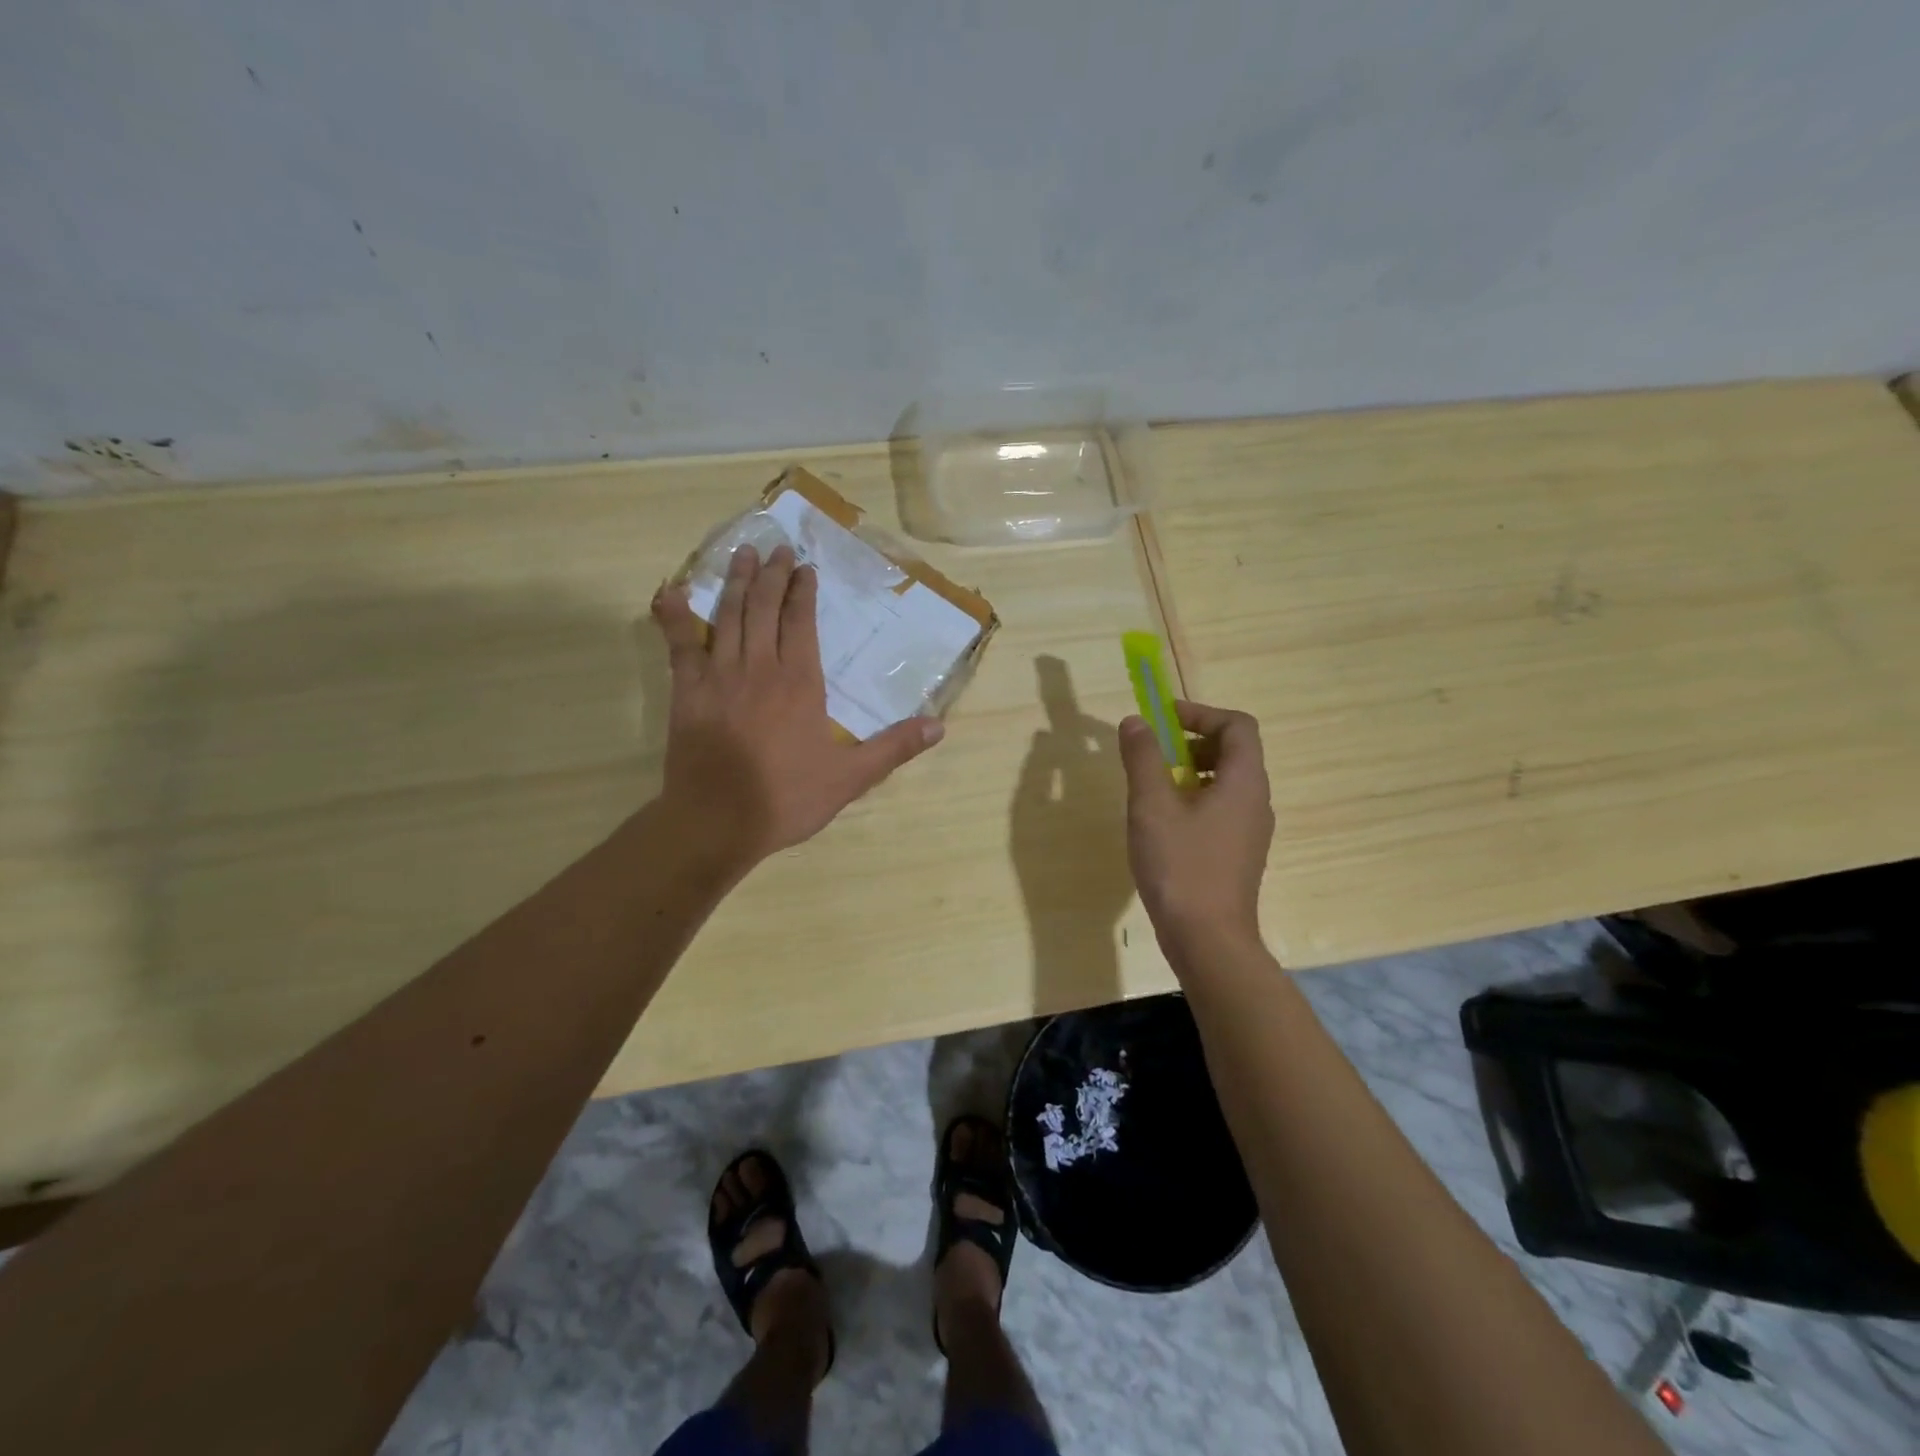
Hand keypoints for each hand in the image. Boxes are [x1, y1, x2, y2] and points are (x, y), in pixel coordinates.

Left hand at [651, 544, 944, 869]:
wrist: (718, 822)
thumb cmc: (786, 798)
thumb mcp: (850, 778)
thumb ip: (893, 748)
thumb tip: (938, 726)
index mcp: (799, 683)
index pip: (801, 622)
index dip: (803, 592)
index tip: (805, 568)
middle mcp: (759, 668)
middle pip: (764, 608)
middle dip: (772, 575)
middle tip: (776, 548)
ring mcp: (718, 676)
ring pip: (728, 617)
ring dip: (736, 583)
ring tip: (743, 555)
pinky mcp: (686, 692)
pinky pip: (678, 644)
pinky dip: (674, 616)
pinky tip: (671, 592)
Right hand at [1118, 700, 1274, 963]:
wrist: (1208, 940)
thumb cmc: (1181, 866)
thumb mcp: (1151, 806)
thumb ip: (1143, 758)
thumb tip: (1136, 722)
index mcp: (1244, 782)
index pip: (1238, 726)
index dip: (1201, 713)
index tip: (1163, 720)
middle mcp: (1256, 801)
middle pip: (1234, 751)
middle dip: (1192, 741)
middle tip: (1154, 752)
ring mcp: (1250, 830)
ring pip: (1225, 782)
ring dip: (1190, 771)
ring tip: (1152, 787)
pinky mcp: (1238, 853)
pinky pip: (1221, 809)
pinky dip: (1194, 799)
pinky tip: (1163, 823)